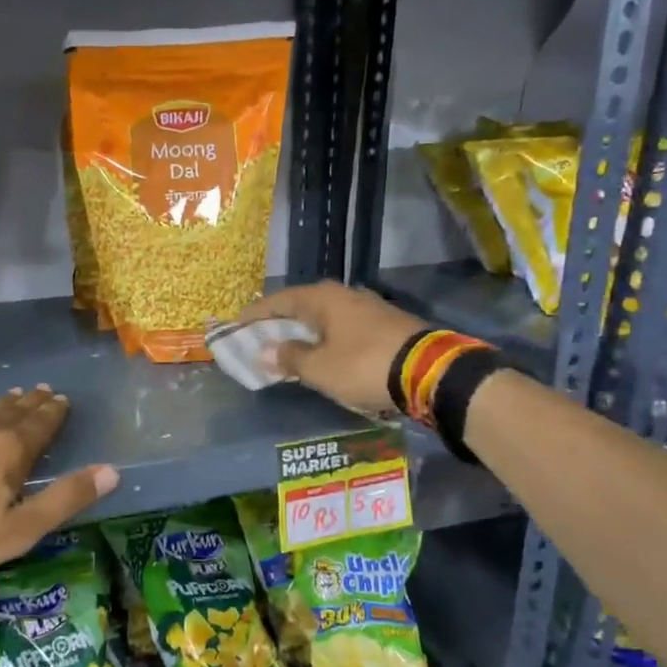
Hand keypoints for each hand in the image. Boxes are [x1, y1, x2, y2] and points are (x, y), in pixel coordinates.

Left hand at [0, 386, 118, 586]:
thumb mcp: (20, 529)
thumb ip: (65, 498)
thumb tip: (111, 471)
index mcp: (10, 448)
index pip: (40, 423)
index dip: (54, 412)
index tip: (62, 399)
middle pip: (13, 409)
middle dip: (31, 402)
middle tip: (42, 390)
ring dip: (2, 403)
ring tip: (12, 397)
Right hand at [242, 282, 428, 416]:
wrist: (429, 371)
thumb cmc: (363, 366)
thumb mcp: (319, 368)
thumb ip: (290, 358)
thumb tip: (267, 351)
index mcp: (322, 299)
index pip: (279, 301)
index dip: (256, 314)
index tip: (237, 324)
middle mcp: (344, 295)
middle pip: (303, 305)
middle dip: (281, 321)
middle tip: (261, 336)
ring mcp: (368, 308)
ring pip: (325, 316)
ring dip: (305, 331)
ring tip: (290, 346)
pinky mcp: (386, 324)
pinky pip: (343, 327)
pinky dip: (327, 338)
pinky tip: (324, 352)